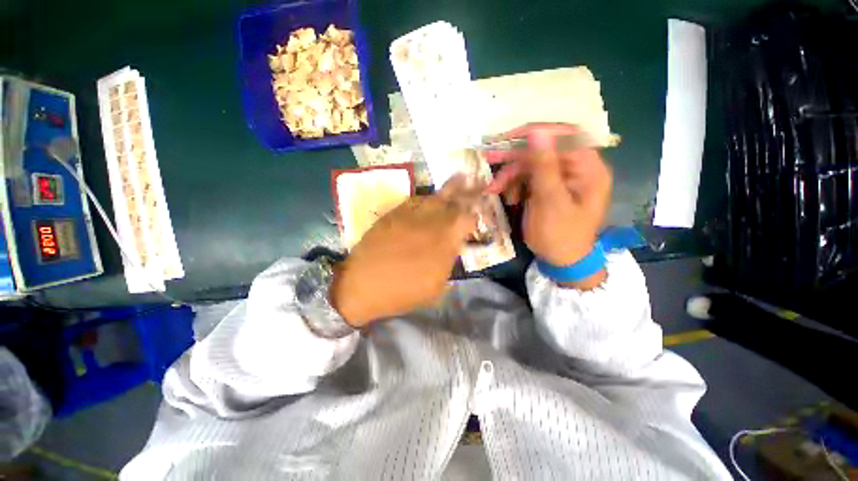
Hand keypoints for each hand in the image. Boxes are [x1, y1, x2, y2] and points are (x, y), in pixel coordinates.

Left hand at [330, 175, 480, 326]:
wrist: (364, 285)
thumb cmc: (403, 292)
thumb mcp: (436, 285)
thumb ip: (448, 260)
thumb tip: (452, 246)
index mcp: (445, 240)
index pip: (467, 220)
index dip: (474, 216)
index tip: (476, 216)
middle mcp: (431, 221)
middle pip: (454, 201)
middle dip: (469, 191)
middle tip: (478, 181)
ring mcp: (411, 214)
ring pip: (435, 196)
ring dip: (450, 188)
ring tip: (461, 178)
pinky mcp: (394, 213)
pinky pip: (414, 200)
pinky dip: (426, 199)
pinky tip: (430, 199)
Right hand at [485, 123, 611, 288]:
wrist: (561, 260)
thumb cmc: (560, 235)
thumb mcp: (550, 202)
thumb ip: (544, 166)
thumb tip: (538, 131)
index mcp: (588, 168)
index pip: (564, 135)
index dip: (536, 133)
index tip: (508, 138)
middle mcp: (576, 168)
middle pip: (543, 150)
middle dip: (515, 157)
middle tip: (490, 157)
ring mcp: (561, 178)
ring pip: (531, 164)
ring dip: (511, 175)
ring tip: (495, 190)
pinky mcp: (548, 187)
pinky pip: (528, 178)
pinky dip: (514, 185)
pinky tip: (509, 198)